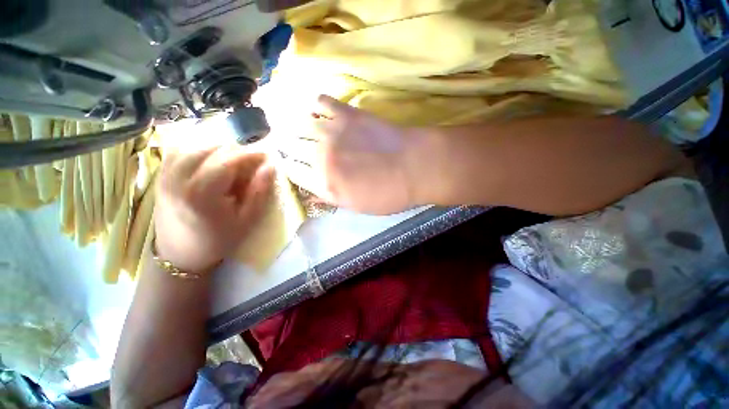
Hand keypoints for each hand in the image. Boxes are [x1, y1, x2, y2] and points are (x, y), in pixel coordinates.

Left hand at [154, 146, 274, 272]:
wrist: (179, 254)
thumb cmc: (218, 240)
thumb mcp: (247, 220)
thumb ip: (260, 191)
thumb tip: (271, 166)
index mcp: (202, 193)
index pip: (230, 159)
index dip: (251, 154)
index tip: (268, 157)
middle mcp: (179, 178)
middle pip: (213, 148)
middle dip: (237, 152)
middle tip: (251, 165)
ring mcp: (166, 174)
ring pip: (197, 144)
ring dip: (220, 149)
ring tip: (233, 163)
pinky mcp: (161, 175)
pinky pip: (181, 150)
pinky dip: (200, 149)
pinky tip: (210, 161)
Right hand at [280, 95, 414, 214]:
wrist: (414, 167)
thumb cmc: (389, 194)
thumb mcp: (358, 207)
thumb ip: (330, 199)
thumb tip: (309, 194)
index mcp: (324, 184)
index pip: (292, 172)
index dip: (288, 167)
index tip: (289, 164)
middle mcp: (321, 157)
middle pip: (290, 146)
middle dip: (283, 145)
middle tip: (283, 142)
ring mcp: (333, 132)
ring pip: (298, 123)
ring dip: (291, 123)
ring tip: (290, 123)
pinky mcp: (347, 114)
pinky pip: (321, 102)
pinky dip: (314, 104)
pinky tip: (314, 109)